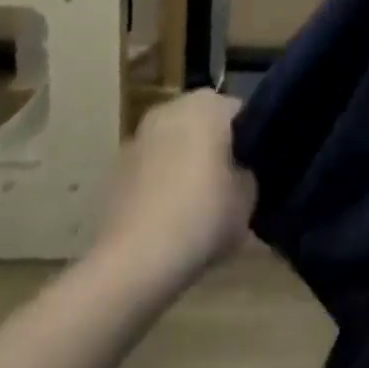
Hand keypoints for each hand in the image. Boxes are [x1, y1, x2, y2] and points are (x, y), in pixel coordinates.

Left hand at [94, 90, 255, 287]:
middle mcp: (171, 108)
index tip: (253, 170)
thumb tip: (239, 171)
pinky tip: (168, 217)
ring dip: (184, 163)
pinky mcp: (115, 168)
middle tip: (227, 186)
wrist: (133, 263)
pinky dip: (160, 182)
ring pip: (175, 144)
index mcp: (208, 105)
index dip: (251, 141)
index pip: (240, 113)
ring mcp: (138, 137)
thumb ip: (248, 173)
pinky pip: (151, 168)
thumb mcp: (248, 198)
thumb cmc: (200, 217)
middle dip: (214, 147)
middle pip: (204, 124)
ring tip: (196, 205)